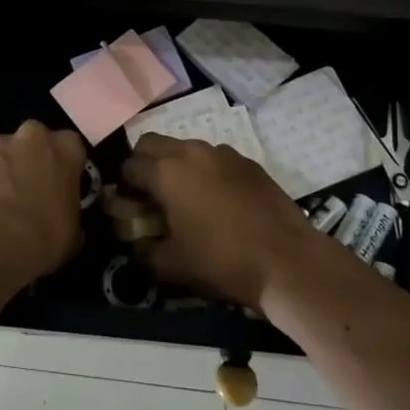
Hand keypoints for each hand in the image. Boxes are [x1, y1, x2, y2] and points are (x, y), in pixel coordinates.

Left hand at [0, 121, 86, 281]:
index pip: (73, 147)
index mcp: (66, 147)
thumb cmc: (45, 235)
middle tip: (33, 193)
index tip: (62, 188)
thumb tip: (62, 217)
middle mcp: (32, 135)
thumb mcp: (74, 232)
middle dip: (34, 161)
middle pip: (36, 142)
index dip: (67, 168)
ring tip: (3, 206)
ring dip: (6, 172)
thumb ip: (70, 213)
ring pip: (6, 154)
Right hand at [121, 134, 313, 308]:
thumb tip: (135, 243)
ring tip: (185, 197)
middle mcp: (190, 152)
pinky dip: (206, 171)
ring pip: (185, 147)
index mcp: (166, 172)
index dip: (122, 187)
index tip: (128, 207)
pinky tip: (217, 200)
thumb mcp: (171, 266)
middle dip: (143, 163)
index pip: (128, 166)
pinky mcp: (248, 162)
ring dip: (176, 164)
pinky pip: (214, 158)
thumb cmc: (222, 261)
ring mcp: (222, 153)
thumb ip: (143, 251)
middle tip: (149, 195)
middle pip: (151, 143)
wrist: (287, 261)